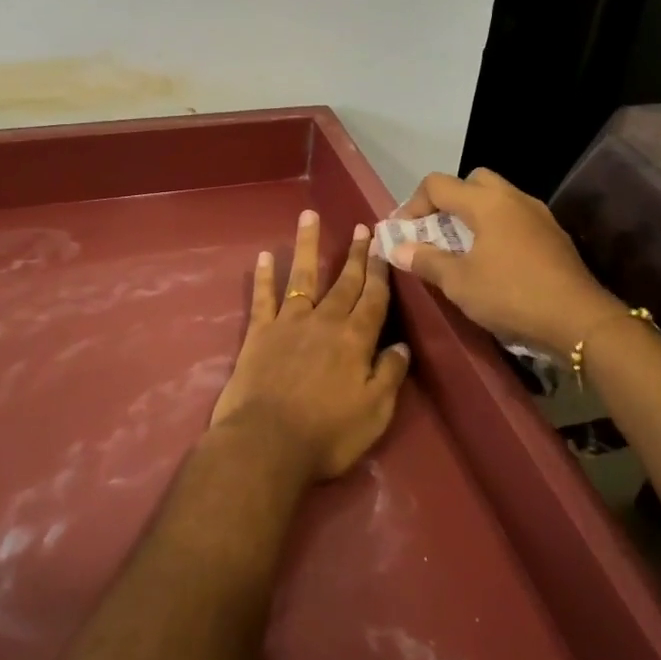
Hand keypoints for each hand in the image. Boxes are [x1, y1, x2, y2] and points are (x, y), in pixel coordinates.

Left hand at [210, 210, 412, 481]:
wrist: (266, 443)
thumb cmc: (327, 434)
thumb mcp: (375, 412)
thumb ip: (390, 375)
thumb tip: (401, 345)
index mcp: (356, 339)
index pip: (374, 298)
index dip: (380, 271)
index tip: (383, 245)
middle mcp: (325, 321)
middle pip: (344, 282)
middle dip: (355, 254)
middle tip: (362, 227)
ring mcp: (289, 323)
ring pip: (301, 276)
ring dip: (306, 245)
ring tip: (308, 216)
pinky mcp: (259, 333)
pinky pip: (262, 298)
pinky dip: (263, 276)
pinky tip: (262, 256)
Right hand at [390, 168, 620, 357]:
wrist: (579, 320)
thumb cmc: (511, 295)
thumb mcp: (459, 283)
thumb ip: (426, 261)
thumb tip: (397, 248)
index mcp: (486, 202)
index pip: (438, 184)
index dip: (413, 204)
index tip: (403, 233)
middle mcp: (513, 198)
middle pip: (472, 182)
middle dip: (448, 201)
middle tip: (435, 232)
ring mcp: (538, 215)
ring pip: (497, 198)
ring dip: (474, 215)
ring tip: (461, 248)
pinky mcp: (553, 235)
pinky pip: (515, 218)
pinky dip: (497, 229)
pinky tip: (493, 261)